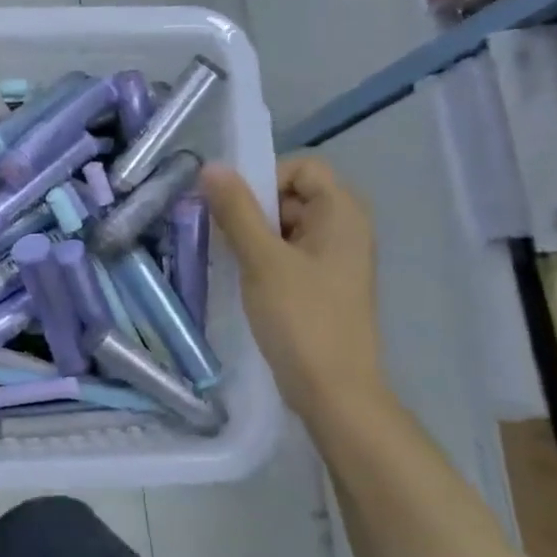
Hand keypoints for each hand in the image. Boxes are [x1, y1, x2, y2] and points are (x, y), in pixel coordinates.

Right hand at [200, 156, 384, 418]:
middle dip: (252, 209)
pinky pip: (287, 254)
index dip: (265, 177)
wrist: (332, 389)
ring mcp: (333, 259)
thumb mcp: (263, 260)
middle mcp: (344, 228)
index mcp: (343, 213)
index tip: (232, 208)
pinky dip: (261, 258)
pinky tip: (239, 279)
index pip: (302, 167)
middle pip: (292, 195)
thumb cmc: (301, 318)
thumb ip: (237, 211)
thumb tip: (211, 167)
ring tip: (226, 260)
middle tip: (220, 235)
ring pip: (285, 227)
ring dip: (252, 236)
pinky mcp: (320, 285)